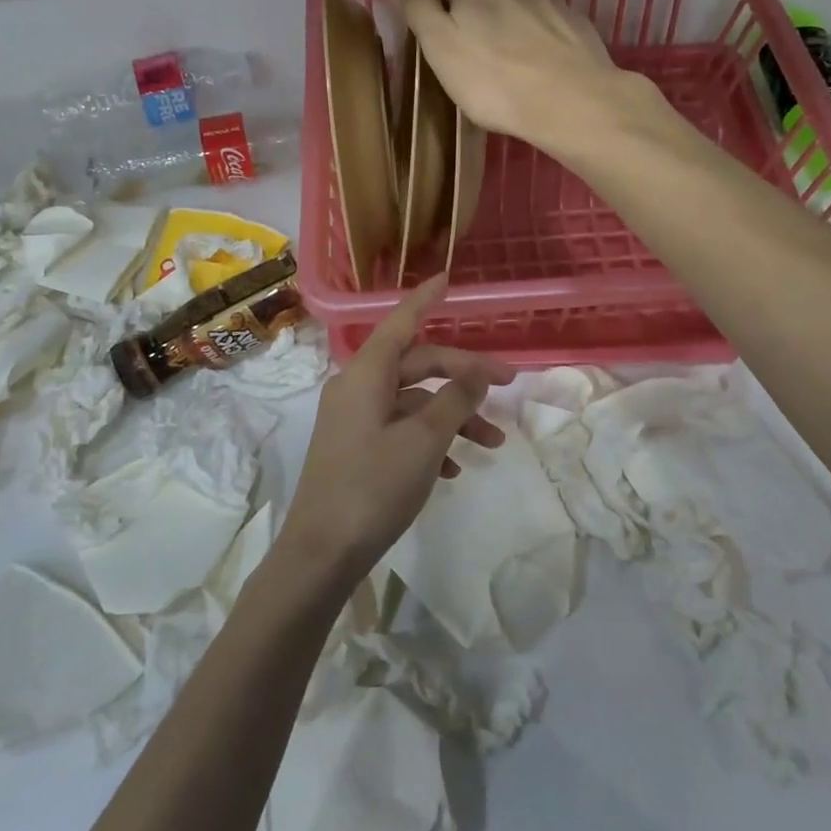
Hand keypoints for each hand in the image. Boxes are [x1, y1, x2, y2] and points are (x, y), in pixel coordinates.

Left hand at [281, 277, 514, 590]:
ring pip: (414, 401)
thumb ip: (455, 400)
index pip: (402, 322)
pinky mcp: (356, 447)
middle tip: (508, 386)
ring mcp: (355, 419)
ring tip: (493, 444)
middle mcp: (357, 387)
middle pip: (417, 365)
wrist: (322, 551)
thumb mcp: (424, 441)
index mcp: (366, 374)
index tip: (447, 279)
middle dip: (463, 375)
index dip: (425, 299)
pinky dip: (431, 439)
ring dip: (453, 416)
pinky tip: (456, 468)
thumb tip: (477, 373)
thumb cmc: (373, 486)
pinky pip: (401, 429)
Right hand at [375, 0, 627, 150]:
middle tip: (461, 21)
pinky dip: (534, 31)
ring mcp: (549, 1)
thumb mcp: (441, 45)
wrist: (573, 103)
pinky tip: (533, 58)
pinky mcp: (575, 25)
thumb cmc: (495, 81)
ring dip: (504, 12)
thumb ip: (415, 3)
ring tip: (498, 47)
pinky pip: (545, 20)